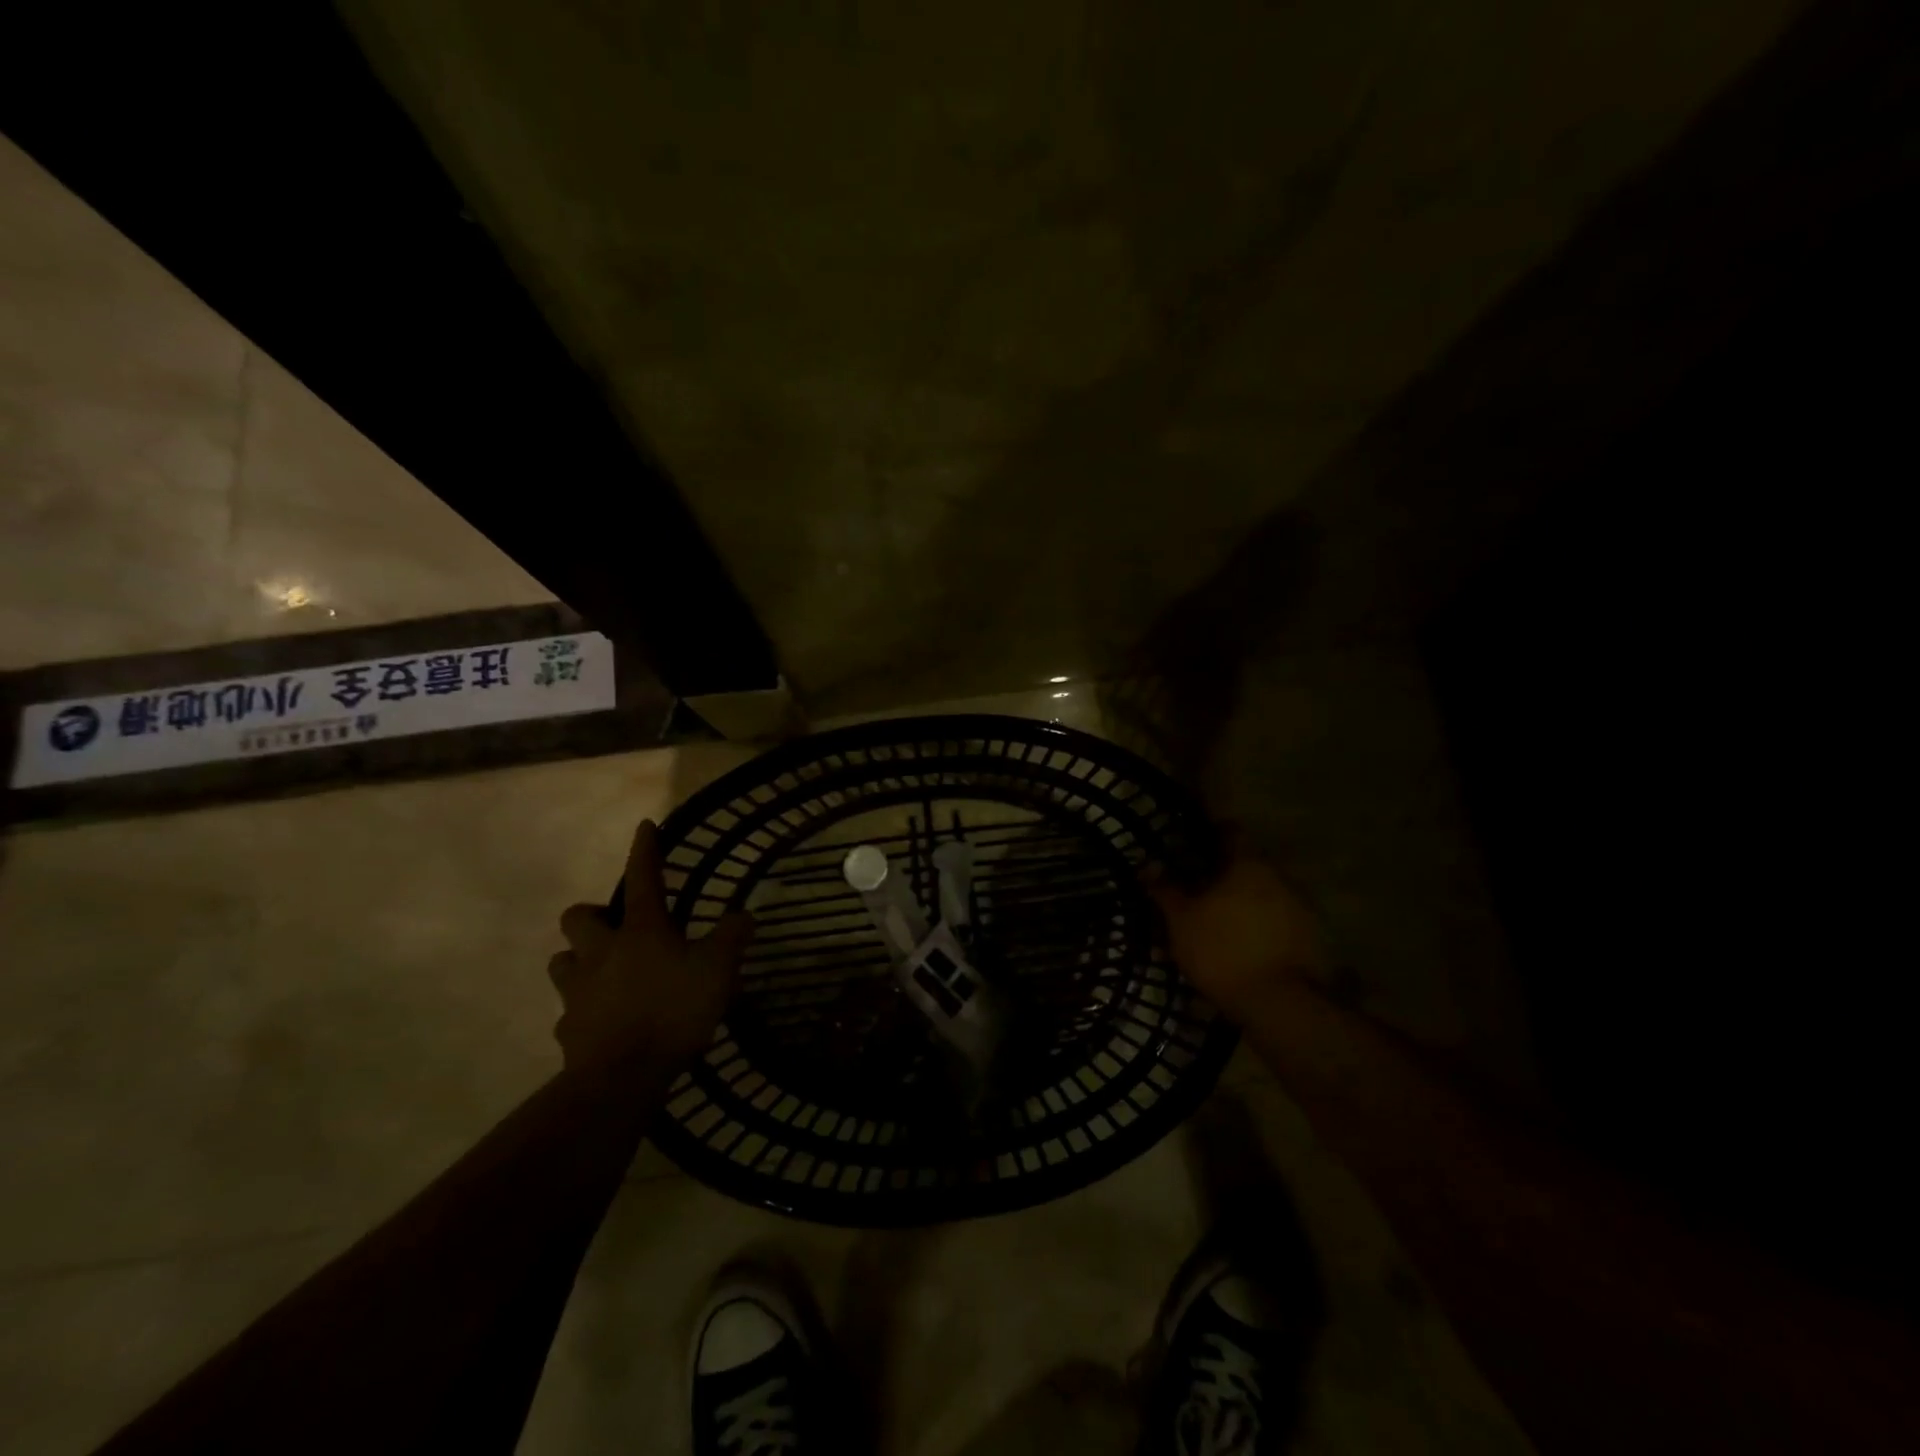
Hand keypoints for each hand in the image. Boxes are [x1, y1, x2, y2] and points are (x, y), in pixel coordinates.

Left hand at [548, 820, 754, 1073]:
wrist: (621, 1077)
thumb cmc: (673, 1011)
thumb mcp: (718, 970)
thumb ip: (732, 938)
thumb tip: (744, 914)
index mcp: (641, 931)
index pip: (643, 878)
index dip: (645, 850)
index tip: (644, 826)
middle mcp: (602, 951)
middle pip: (578, 918)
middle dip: (592, 916)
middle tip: (616, 928)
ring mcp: (578, 990)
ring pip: (562, 960)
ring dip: (579, 959)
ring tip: (603, 971)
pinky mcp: (568, 1029)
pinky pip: (569, 1010)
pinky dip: (583, 1009)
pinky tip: (602, 1021)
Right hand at [1147, 839, 1326, 1022]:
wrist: (1280, 1003)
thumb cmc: (1222, 949)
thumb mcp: (1180, 919)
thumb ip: (1165, 889)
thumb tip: (1148, 864)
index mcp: (1247, 862)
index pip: (1230, 830)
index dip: (1209, 832)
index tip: (1191, 842)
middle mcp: (1279, 876)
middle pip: (1246, 864)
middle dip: (1223, 874)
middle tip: (1197, 890)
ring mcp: (1299, 907)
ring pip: (1263, 893)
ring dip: (1241, 902)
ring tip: (1216, 923)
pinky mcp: (1310, 938)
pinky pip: (1276, 920)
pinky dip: (1258, 926)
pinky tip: (1240, 946)